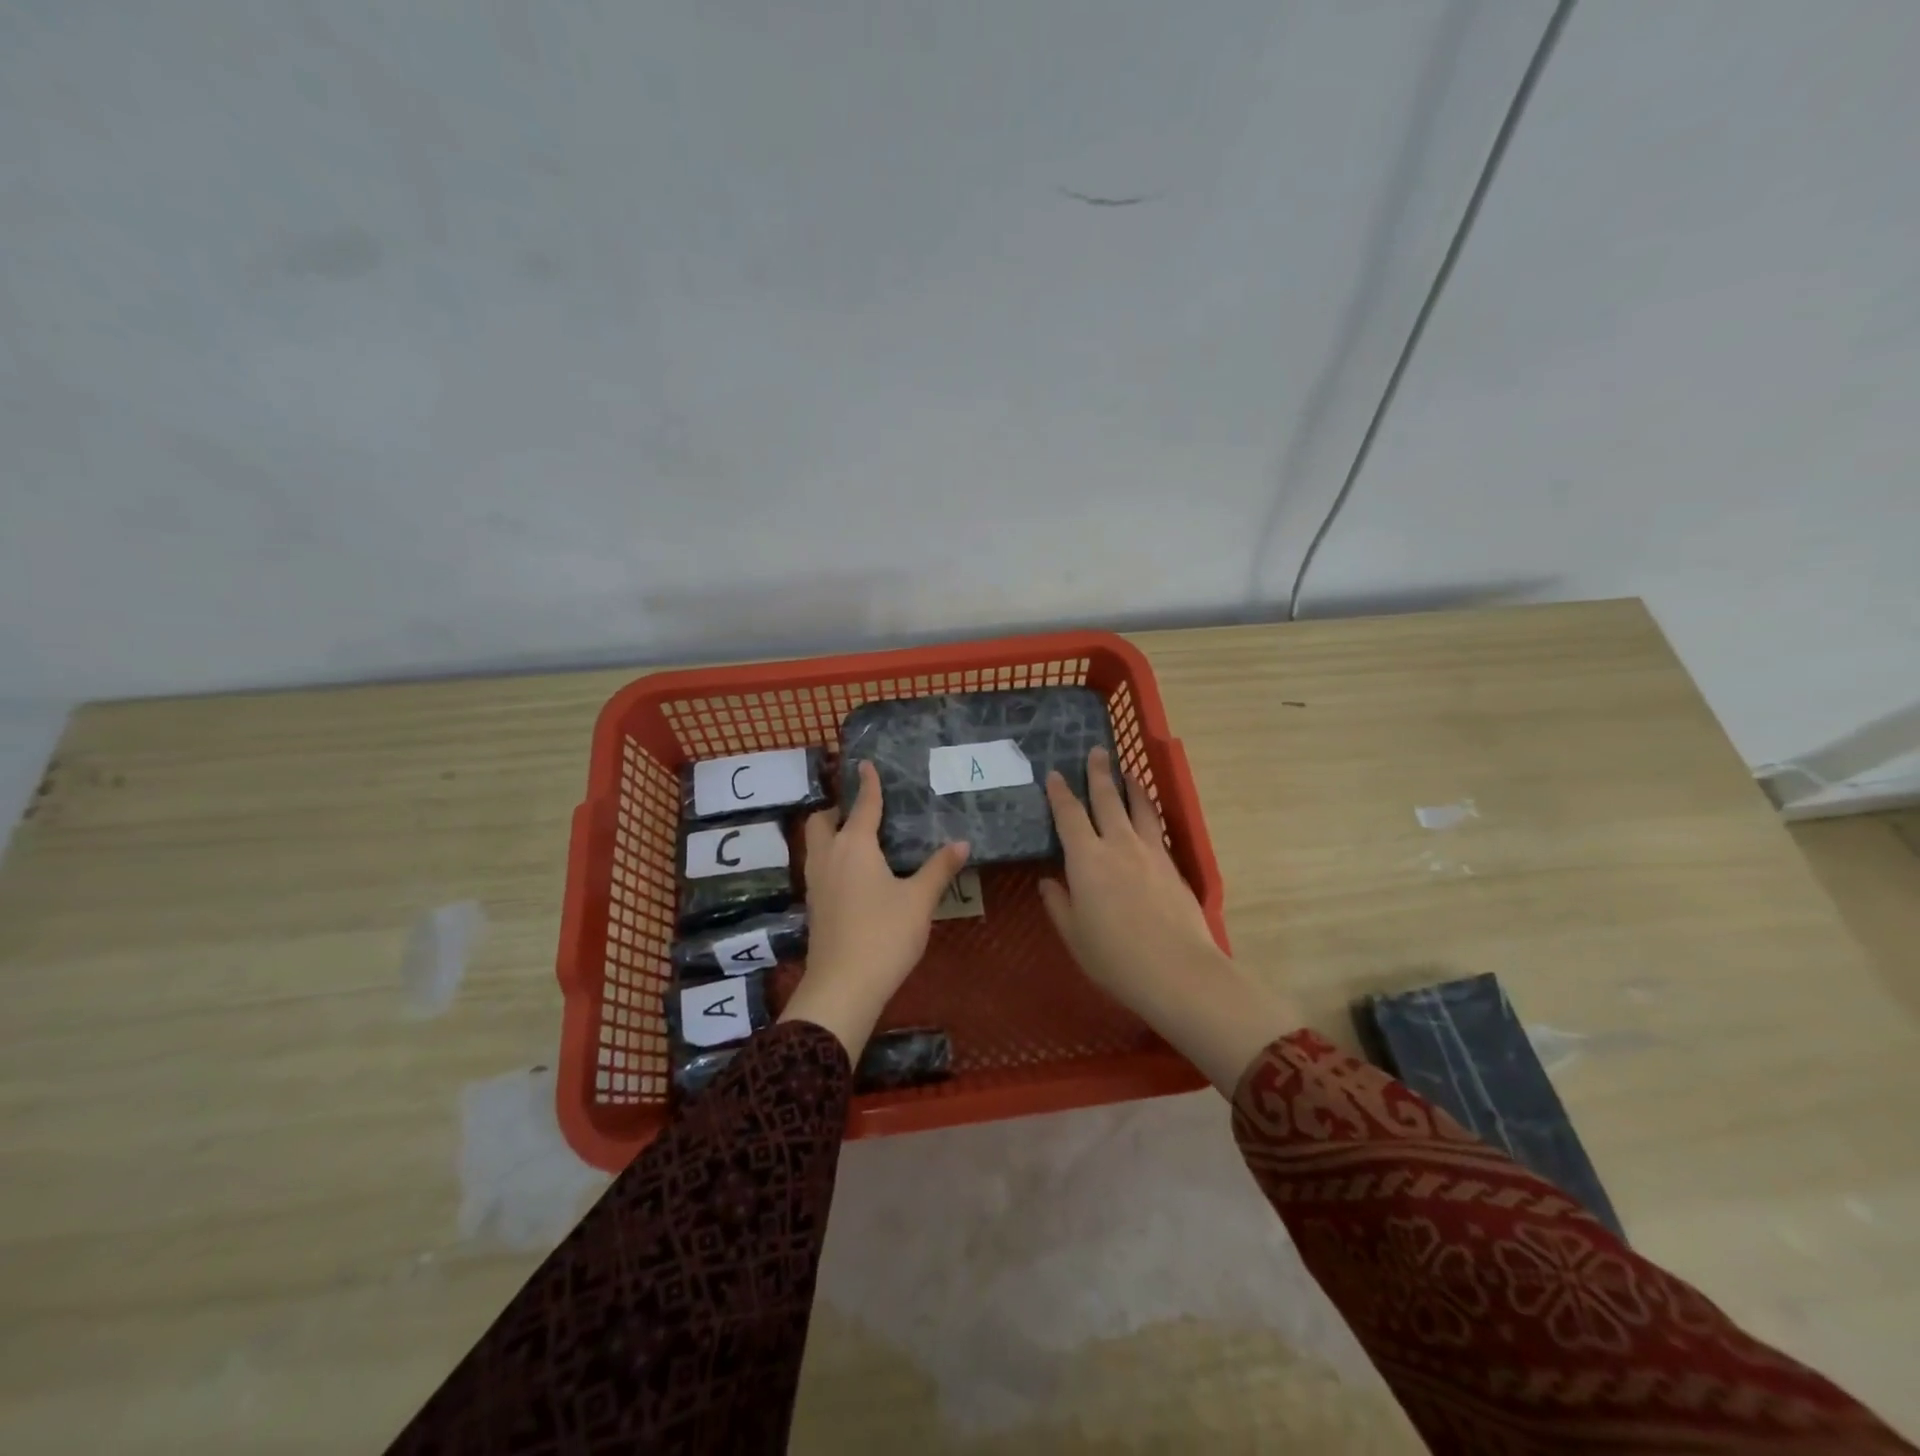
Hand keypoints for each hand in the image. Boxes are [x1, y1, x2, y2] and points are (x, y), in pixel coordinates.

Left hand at [780, 760, 970, 1060]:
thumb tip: (962, 842)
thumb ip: (939, 868)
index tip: (865, 763)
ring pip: (815, 844)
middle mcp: (828, 856)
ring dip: (831, 833)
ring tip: (859, 838)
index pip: (862, 805)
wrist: (843, 986)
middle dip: (837, 809)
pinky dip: (831, 856)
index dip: (868, 783)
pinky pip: (818, 865)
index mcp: (854, 845)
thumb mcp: (919, 900)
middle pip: (822, 820)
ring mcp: (816, 882)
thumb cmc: (884, 935)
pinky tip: (854, 873)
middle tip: (862, 811)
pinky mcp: (814, 904)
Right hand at [1040, 747, 1301, 1094]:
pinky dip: (1150, 813)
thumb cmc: (1115, 957)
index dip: (1060, 793)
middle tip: (1097, 751)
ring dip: (1132, 786)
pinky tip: (1150, 814)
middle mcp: (1118, 845)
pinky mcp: (1173, 865)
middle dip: (1100, 773)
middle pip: (1108, 799)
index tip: (1054, 774)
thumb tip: (1049, 882)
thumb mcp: (1075, 935)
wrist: (1178, 970)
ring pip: (1140, 807)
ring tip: (1128, 771)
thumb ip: (1059, 904)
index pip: (1069, 815)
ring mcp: (1150, 852)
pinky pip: (1158, 828)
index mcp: (1086, 859)